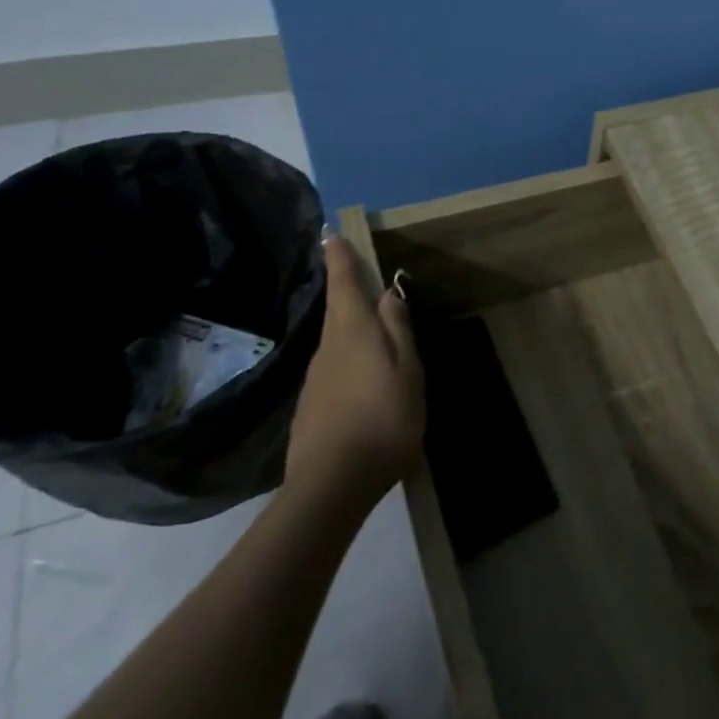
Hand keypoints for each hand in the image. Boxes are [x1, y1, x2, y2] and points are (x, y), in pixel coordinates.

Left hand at [285, 232, 425, 510]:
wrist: (332, 484)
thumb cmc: (384, 420)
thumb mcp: (408, 372)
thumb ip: (399, 332)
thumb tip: (388, 295)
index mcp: (353, 334)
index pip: (344, 285)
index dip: (340, 259)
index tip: (331, 235)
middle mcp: (328, 349)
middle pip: (337, 312)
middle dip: (344, 290)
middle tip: (355, 274)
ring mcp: (314, 380)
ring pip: (336, 342)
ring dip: (350, 330)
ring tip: (373, 335)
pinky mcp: (310, 407)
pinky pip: (333, 370)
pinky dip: (348, 362)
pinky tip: (363, 383)